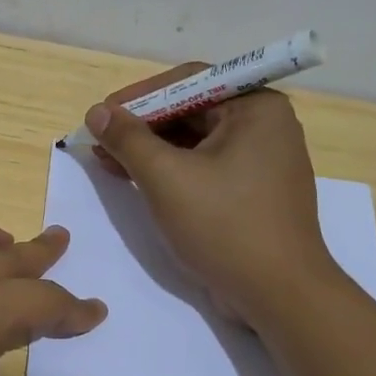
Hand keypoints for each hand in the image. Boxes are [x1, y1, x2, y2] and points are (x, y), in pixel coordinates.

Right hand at [86, 66, 335, 318]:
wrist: (279, 294)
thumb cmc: (225, 226)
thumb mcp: (166, 178)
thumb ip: (128, 139)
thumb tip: (97, 112)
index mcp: (256, 108)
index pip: (189, 81)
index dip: (139, 95)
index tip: (102, 113)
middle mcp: (264, 125)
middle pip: (190, 110)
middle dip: (141, 125)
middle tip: (100, 139)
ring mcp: (260, 160)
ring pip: (194, 141)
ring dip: (149, 149)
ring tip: (107, 160)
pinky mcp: (251, 190)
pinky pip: (203, 166)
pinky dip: (169, 170)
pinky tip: (133, 178)